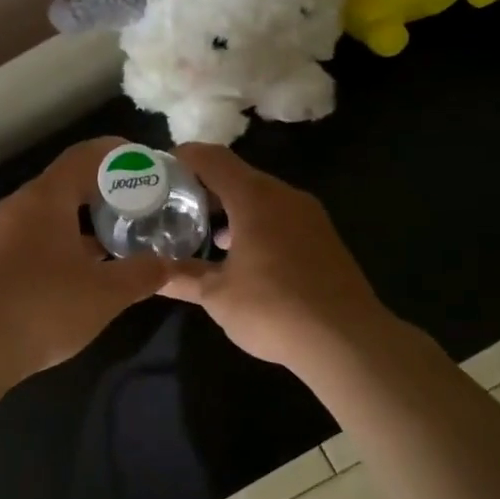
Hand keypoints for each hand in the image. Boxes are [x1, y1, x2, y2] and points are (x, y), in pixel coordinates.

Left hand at [0, 138, 170, 380]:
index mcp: (45, 198)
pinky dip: (64, 241)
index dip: (116, 154)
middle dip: (104, 190)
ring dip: (84, 220)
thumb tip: (168, 264)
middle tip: (139, 203)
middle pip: (66, 183)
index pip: (83, 157)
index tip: (145, 164)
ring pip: (50, 213)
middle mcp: (19, 207)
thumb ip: (141, 274)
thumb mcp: (104, 293)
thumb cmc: (43, 308)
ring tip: (118, 236)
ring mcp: (1, 235)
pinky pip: (36, 238)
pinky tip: (84, 270)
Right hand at [161, 143, 395, 372]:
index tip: (157, 173)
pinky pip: (279, 215)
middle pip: (236, 174)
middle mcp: (283, 195)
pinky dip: (253, 222)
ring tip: (200, 232)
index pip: (211, 158)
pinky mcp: (323, 236)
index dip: (182, 158)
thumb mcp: (217, 295)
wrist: (348, 340)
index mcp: (254, 197)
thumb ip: (182, 277)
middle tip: (172, 206)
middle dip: (202, 187)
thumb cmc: (274, 309)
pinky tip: (239, 254)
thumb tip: (151, 274)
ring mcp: (308, 215)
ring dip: (229, 207)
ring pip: (259, 196)